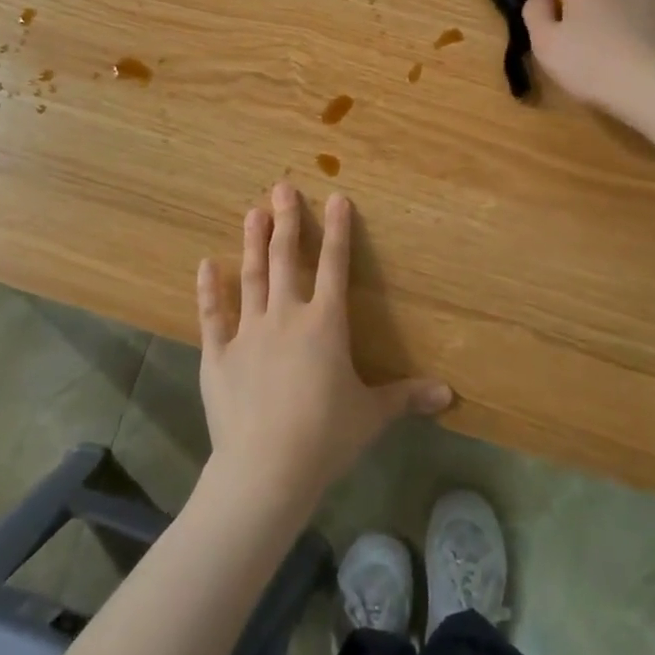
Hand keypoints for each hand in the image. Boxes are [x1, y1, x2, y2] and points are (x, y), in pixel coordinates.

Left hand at [196, 182, 452, 519]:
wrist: (266, 468)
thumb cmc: (326, 437)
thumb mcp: (372, 416)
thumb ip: (406, 397)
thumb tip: (448, 394)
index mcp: (325, 324)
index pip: (335, 265)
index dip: (338, 230)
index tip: (337, 197)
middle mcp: (287, 316)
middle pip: (287, 258)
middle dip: (286, 220)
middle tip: (281, 187)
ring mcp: (248, 331)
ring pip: (252, 276)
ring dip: (253, 242)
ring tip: (252, 212)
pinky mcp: (217, 354)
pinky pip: (212, 314)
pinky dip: (210, 289)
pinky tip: (206, 264)